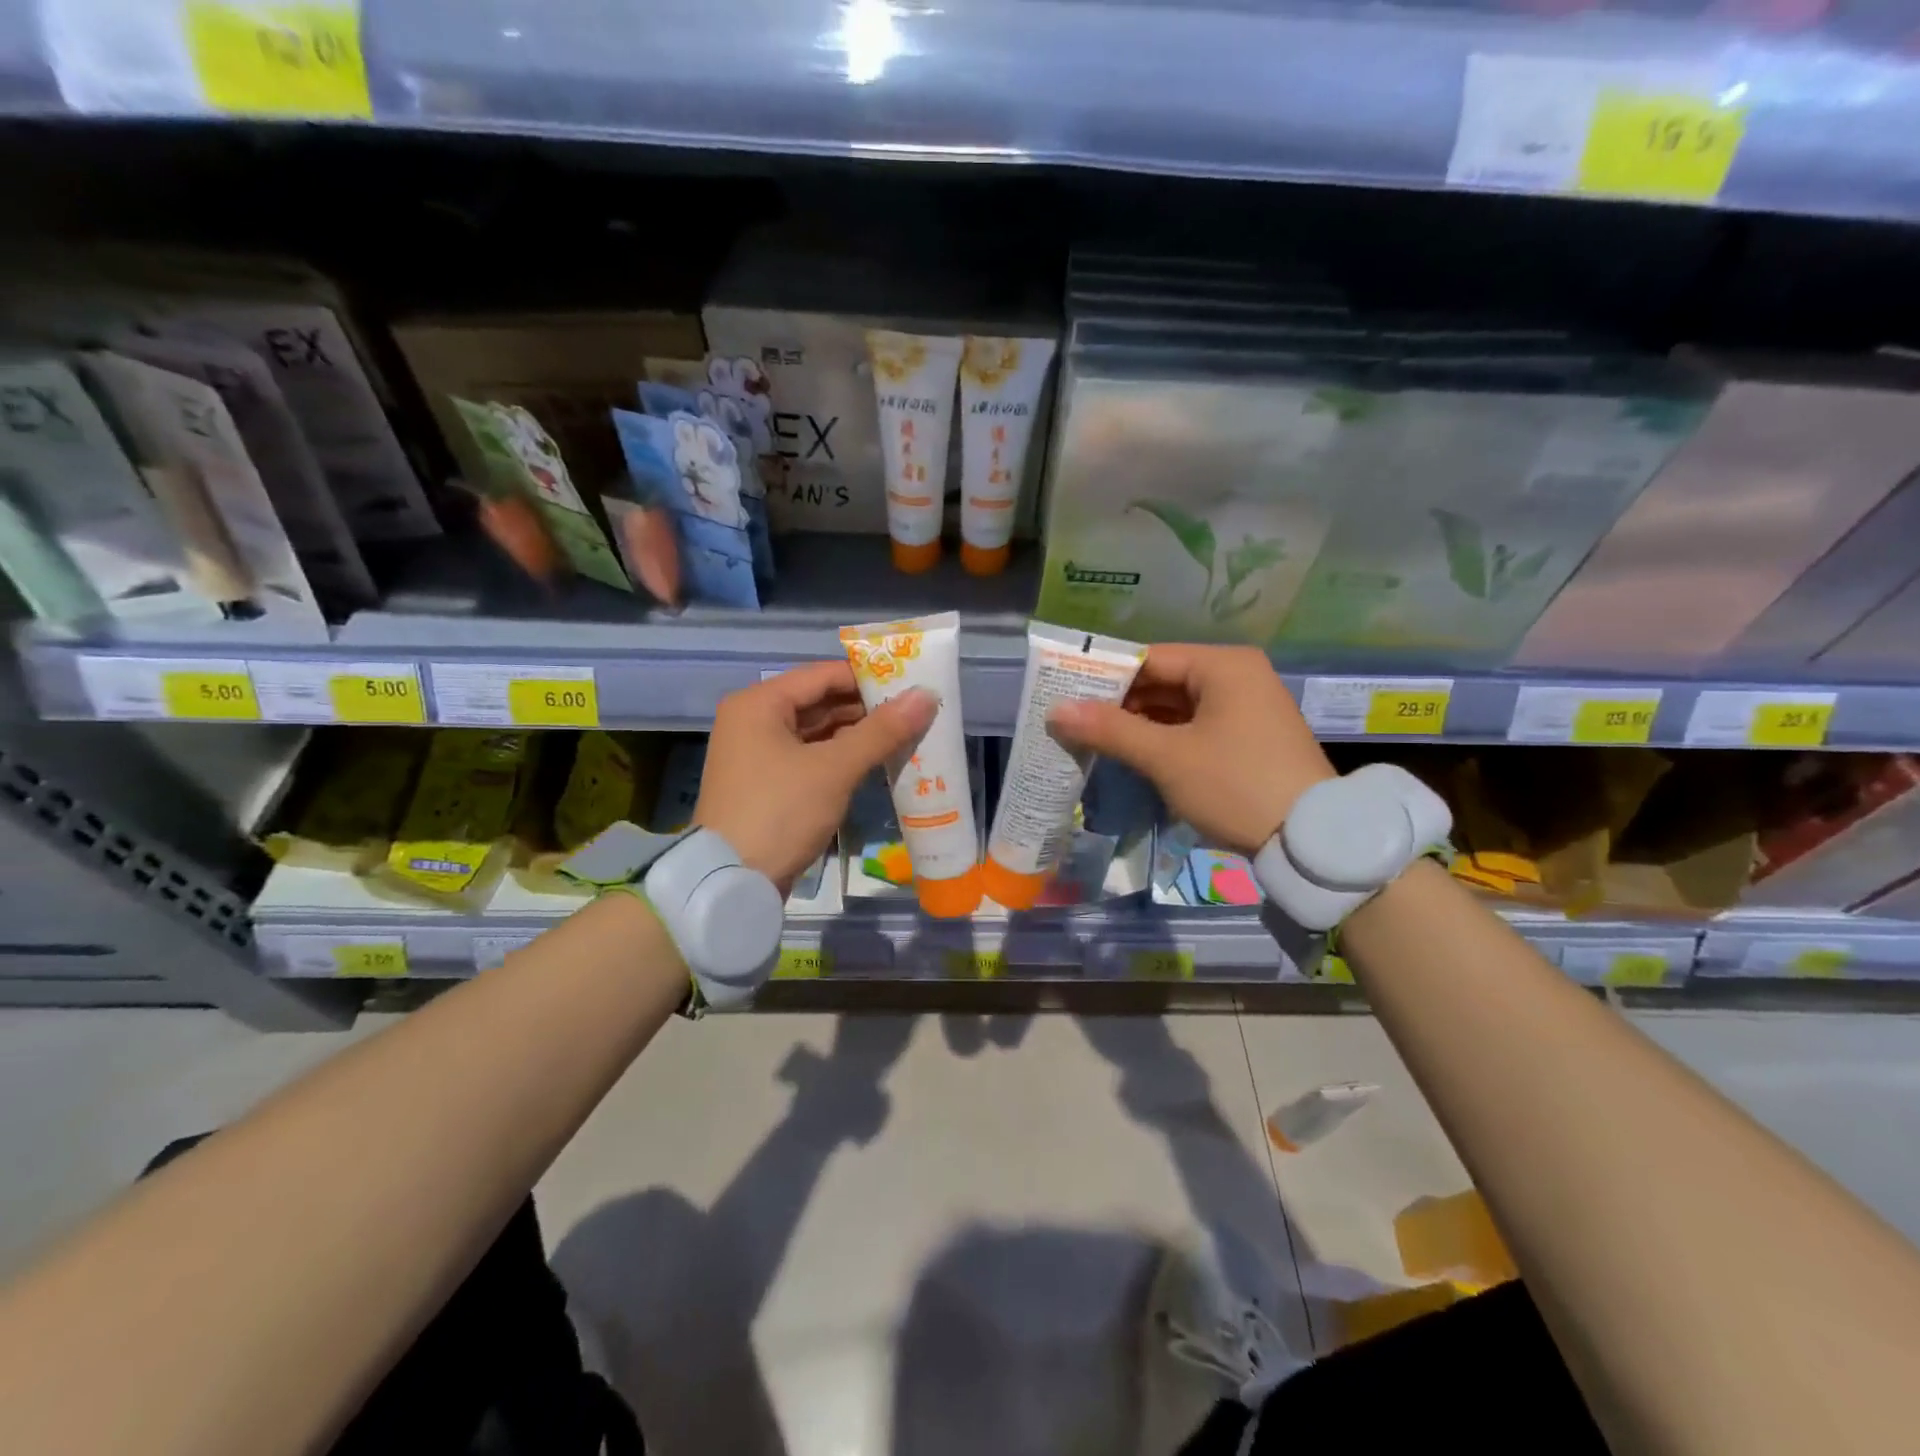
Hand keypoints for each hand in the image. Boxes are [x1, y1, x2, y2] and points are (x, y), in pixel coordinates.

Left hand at [696, 662, 935, 892]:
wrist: (730, 882)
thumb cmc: (780, 811)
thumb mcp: (834, 769)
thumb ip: (881, 731)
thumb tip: (926, 696)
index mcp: (759, 703)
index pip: (822, 675)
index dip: (868, 677)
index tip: (911, 683)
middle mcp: (753, 720)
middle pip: (819, 702)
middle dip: (866, 708)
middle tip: (915, 711)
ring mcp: (757, 754)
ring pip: (816, 732)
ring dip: (857, 734)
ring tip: (904, 734)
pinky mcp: (766, 783)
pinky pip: (810, 757)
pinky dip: (840, 757)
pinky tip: (876, 761)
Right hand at [1048, 645, 1332, 855]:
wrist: (1312, 839)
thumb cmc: (1235, 784)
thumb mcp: (1167, 757)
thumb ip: (1110, 729)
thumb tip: (1056, 711)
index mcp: (1223, 665)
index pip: (1149, 658)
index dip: (1104, 676)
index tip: (1065, 696)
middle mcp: (1238, 676)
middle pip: (1163, 680)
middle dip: (1120, 703)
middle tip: (1073, 721)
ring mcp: (1247, 707)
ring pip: (1178, 706)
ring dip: (1139, 723)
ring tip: (1094, 739)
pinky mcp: (1249, 737)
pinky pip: (1195, 725)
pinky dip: (1165, 737)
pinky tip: (1133, 753)